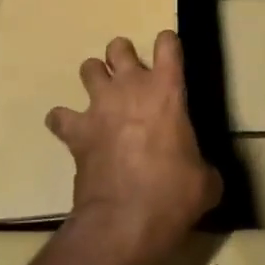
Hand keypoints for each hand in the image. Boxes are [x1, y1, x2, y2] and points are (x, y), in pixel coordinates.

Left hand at [47, 31, 220, 264]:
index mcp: (167, 90)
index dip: (168, 44)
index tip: (169, 54)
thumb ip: (203, 167)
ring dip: (95, 79)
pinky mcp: (76, 131)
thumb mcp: (205, 182)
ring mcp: (99, 107)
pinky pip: (59, 116)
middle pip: (119, 47)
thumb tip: (203, 175)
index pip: (168, 44)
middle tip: (131, 77)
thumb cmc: (173, 195)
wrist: (125, 221)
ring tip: (102, 97)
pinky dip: (63, 121)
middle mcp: (130, 87)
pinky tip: (71, 131)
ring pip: (88, 68)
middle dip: (123, 56)